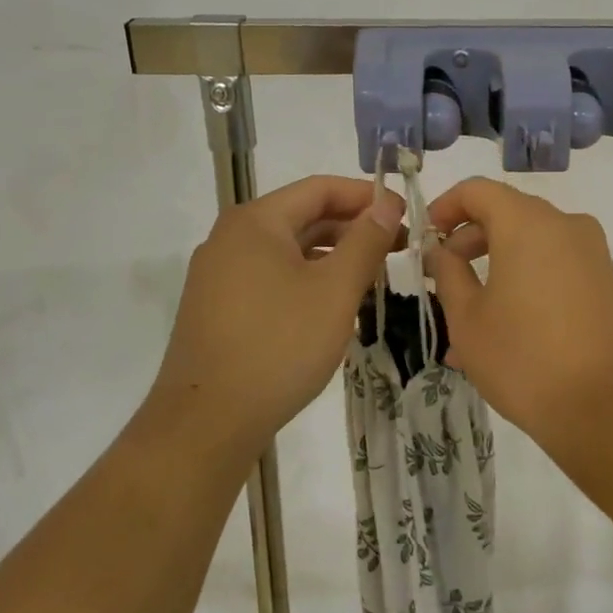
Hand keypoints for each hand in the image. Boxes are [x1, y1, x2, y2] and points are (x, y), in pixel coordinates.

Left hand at [149, 175, 403, 452]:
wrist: (206, 424)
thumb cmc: (279, 346)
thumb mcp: (335, 290)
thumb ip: (366, 241)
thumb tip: (387, 204)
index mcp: (256, 222)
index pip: (320, 188)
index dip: (367, 196)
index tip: (405, 216)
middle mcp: (231, 238)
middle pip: (303, 216)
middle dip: (353, 228)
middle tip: (399, 249)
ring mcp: (220, 275)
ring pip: (288, 250)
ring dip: (333, 256)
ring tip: (373, 277)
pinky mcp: (219, 308)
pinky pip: (272, 276)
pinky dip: (308, 279)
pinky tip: (333, 304)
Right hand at [426, 179, 612, 439]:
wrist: (608, 407)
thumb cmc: (525, 358)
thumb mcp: (468, 318)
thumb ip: (448, 273)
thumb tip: (442, 250)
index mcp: (528, 223)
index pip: (478, 190)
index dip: (446, 207)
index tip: (427, 238)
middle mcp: (565, 225)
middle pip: (508, 214)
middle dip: (470, 241)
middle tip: (444, 277)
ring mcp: (592, 253)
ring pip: (531, 244)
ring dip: (496, 268)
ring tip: (467, 319)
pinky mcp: (606, 282)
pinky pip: (555, 267)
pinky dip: (525, 282)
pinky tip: (504, 330)